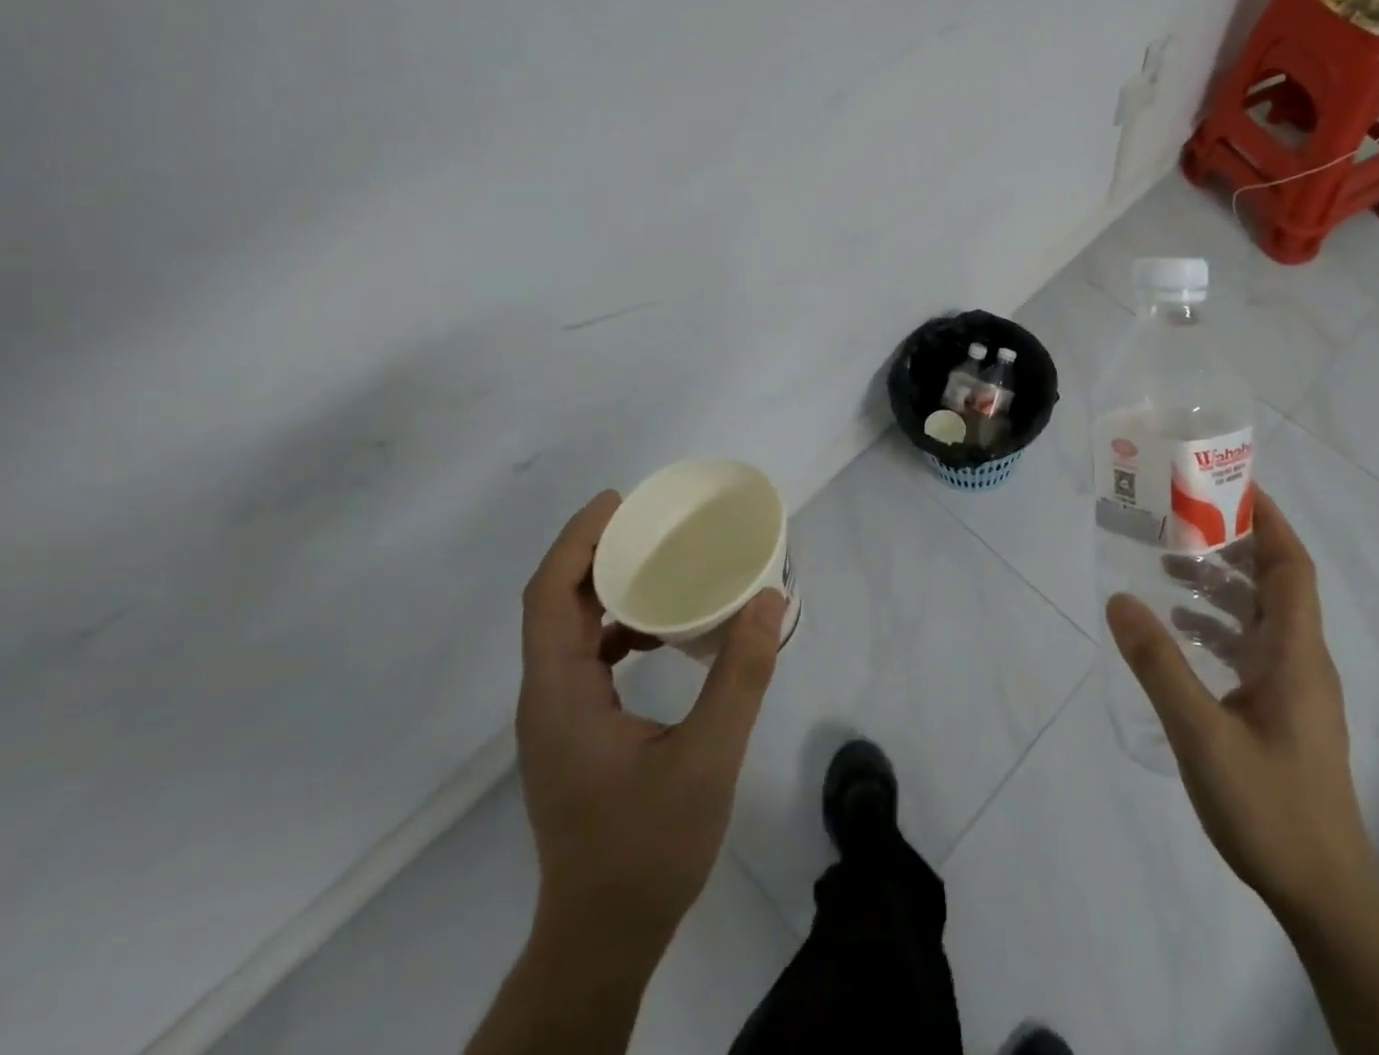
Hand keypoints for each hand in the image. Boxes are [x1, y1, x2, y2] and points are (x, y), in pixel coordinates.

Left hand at [516, 491, 786, 946]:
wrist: (604, 937)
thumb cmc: (647, 848)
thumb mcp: (708, 758)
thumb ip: (741, 675)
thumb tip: (770, 600)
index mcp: (561, 696)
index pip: (549, 598)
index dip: (577, 542)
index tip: (619, 501)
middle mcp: (548, 699)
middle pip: (555, 606)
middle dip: (594, 553)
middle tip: (648, 519)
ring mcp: (560, 719)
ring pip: (569, 632)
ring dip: (607, 589)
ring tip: (659, 560)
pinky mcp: (577, 735)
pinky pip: (588, 658)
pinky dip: (619, 627)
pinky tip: (663, 630)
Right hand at [1106, 486, 1374, 925]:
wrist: (1325, 894)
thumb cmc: (1269, 806)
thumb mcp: (1201, 733)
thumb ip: (1159, 664)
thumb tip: (1119, 599)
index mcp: (1296, 653)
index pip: (1291, 566)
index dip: (1268, 520)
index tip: (1230, 485)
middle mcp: (1302, 659)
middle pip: (1275, 583)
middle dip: (1232, 546)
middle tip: (1181, 522)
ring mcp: (1295, 689)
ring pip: (1260, 616)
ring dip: (1221, 587)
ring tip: (1168, 569)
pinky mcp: (1283, 713)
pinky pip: (1251, 649)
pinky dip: (1218, 628)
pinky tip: (1180, 633)